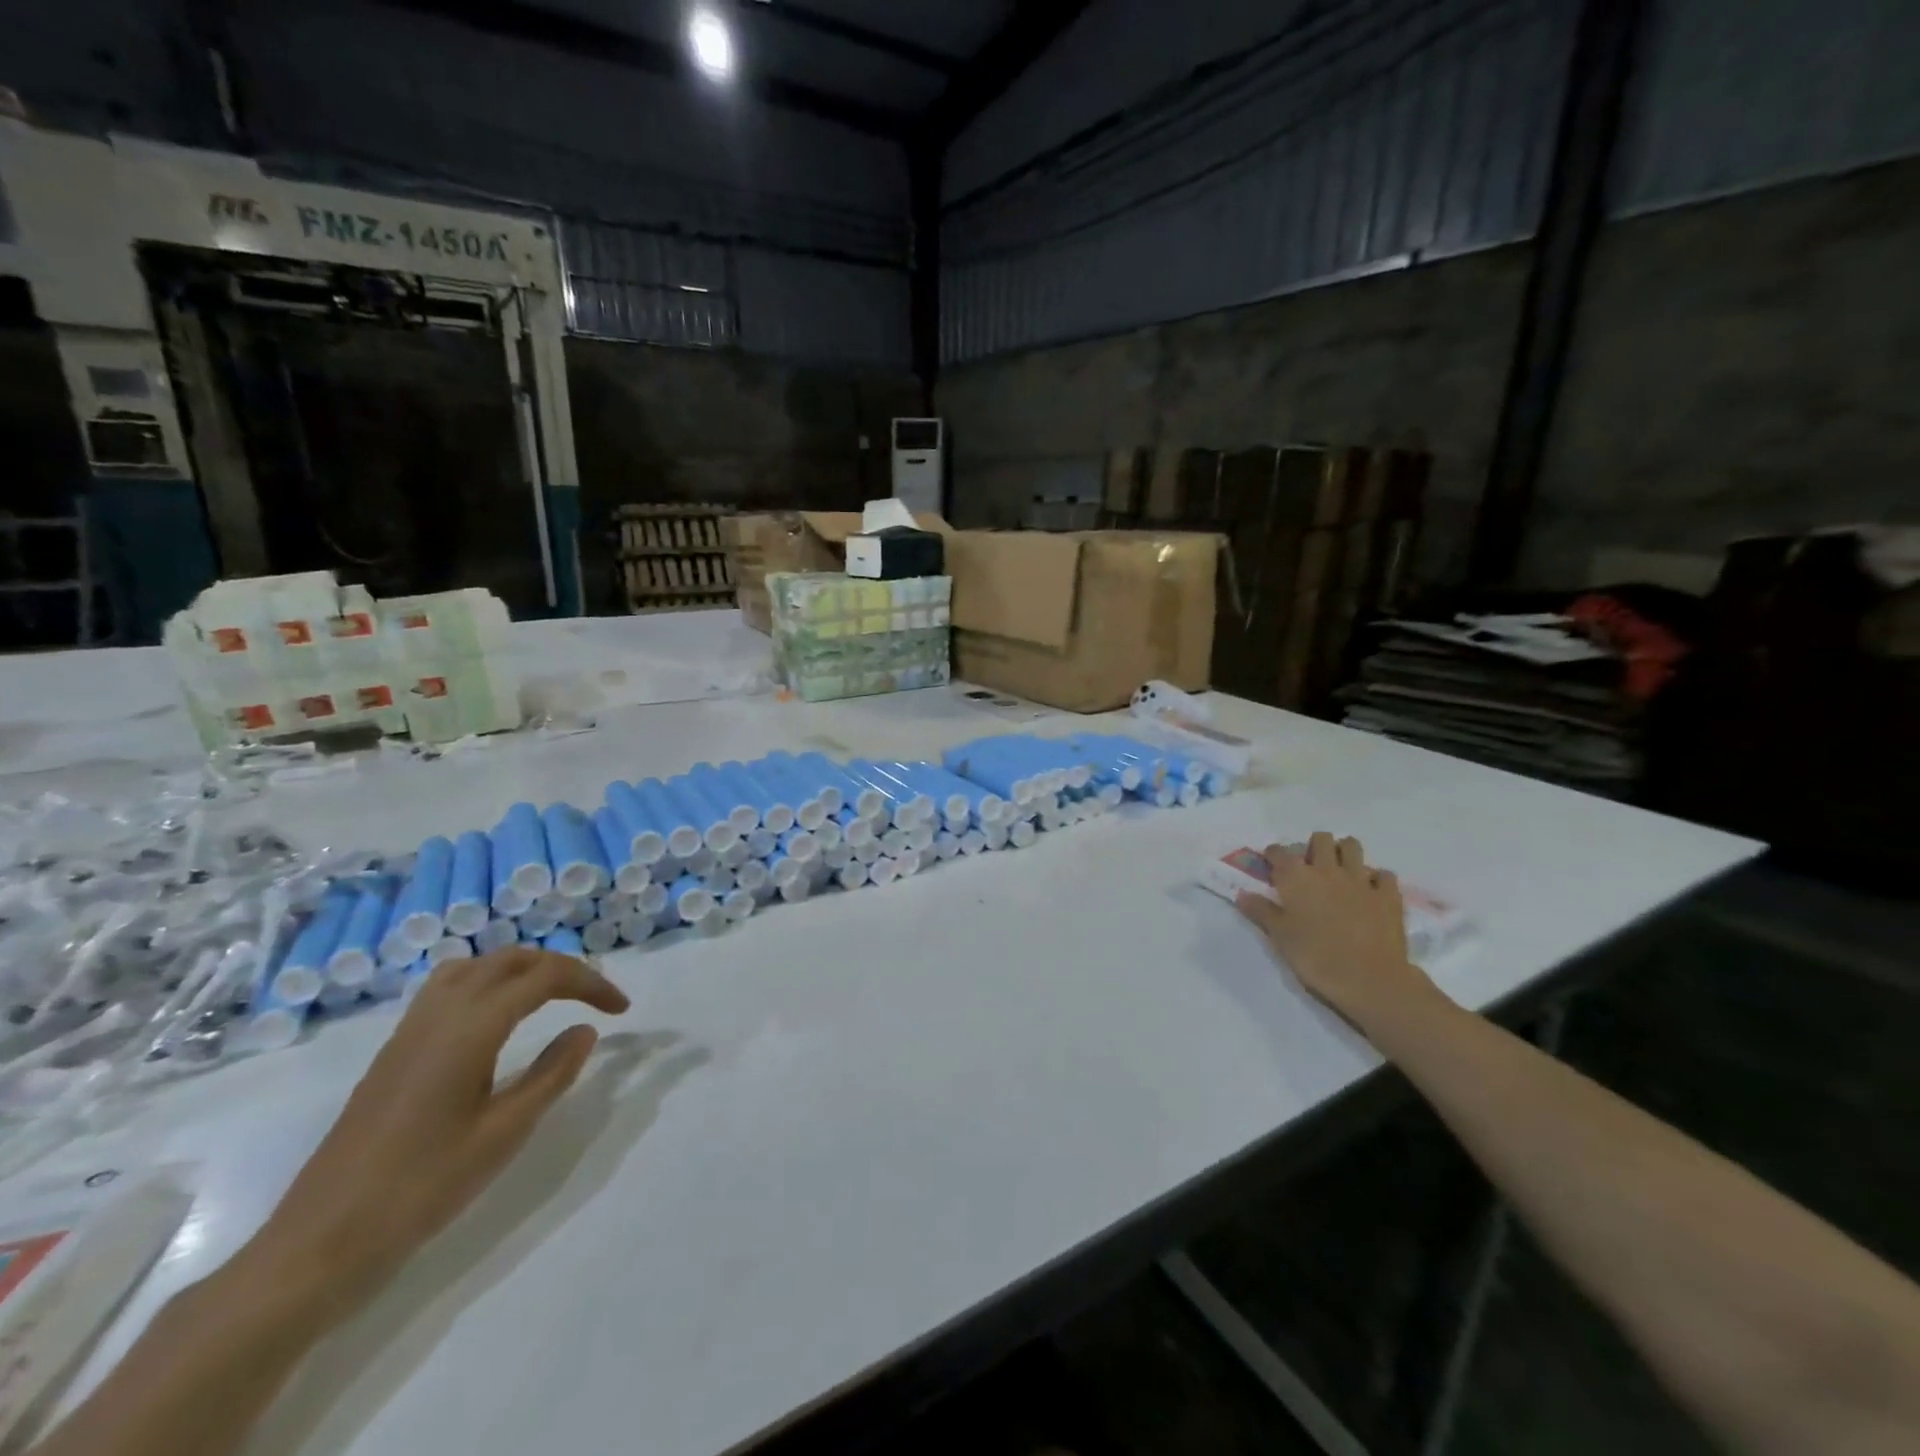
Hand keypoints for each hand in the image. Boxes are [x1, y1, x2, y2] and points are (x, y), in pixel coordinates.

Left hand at [239, 947, 628, 1322]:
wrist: (320, 1242)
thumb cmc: (422, 1188)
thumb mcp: (504, 1134)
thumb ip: (552, 1074)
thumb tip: (584, 1030)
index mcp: (470, 1028)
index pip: (544, 977)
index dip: (591, 983)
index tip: (621, 1010)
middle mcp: (440, 1014)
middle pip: (511, 960)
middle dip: (561, 969)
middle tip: (594, 1000)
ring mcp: (410, 1030)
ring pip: (476, 966)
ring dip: (521, 969)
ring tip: (550, 998)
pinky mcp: (394, 1050)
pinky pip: (447, 987)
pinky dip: (487, 982)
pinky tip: (496, 1019)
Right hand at [1235, 832, 1440, 1031]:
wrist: (1369, 980)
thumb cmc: (1315, 958)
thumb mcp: (1279, 937)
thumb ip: (1261, 911)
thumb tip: (1242, 894)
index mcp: (1296, 878)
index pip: (1279, 852)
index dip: (1273, 855)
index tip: (1271, 864)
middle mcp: (1327, 870)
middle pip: (1320, 839)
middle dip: (1313, 847)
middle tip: (1309, 867)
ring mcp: (1361, 880)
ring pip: (1352, 846)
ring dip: (1344, 853)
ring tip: (1339, 870)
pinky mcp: (1388, 895)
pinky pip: (1383, 874)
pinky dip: (1376, 878)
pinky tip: (1370, 891)